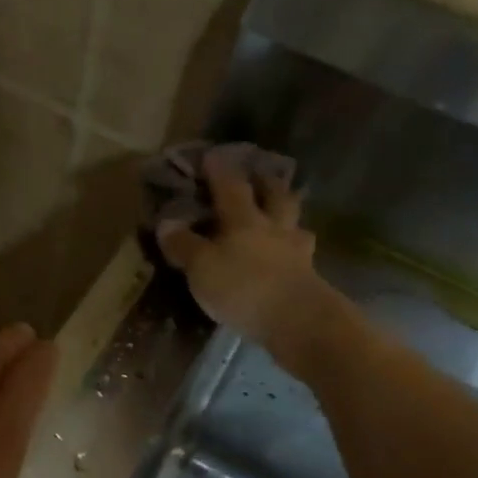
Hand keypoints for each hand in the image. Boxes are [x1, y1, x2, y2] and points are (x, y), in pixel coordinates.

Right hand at [156, 148, 322, 347]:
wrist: (299, 321)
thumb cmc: (244, 288)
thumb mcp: (202, 268)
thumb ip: (184, 245)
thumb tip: (166, 223)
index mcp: (245, 220)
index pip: (230, 187)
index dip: (220, 170)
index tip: (213, 155)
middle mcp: (274, 228)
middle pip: (275, 197)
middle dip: (267, 184)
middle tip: (262, 176)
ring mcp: (298, 253)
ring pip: (295, 225)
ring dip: (288, 217)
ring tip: (282, 219)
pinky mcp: (310, 279)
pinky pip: (302, 256)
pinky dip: (296, 252)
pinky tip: (292, 260)